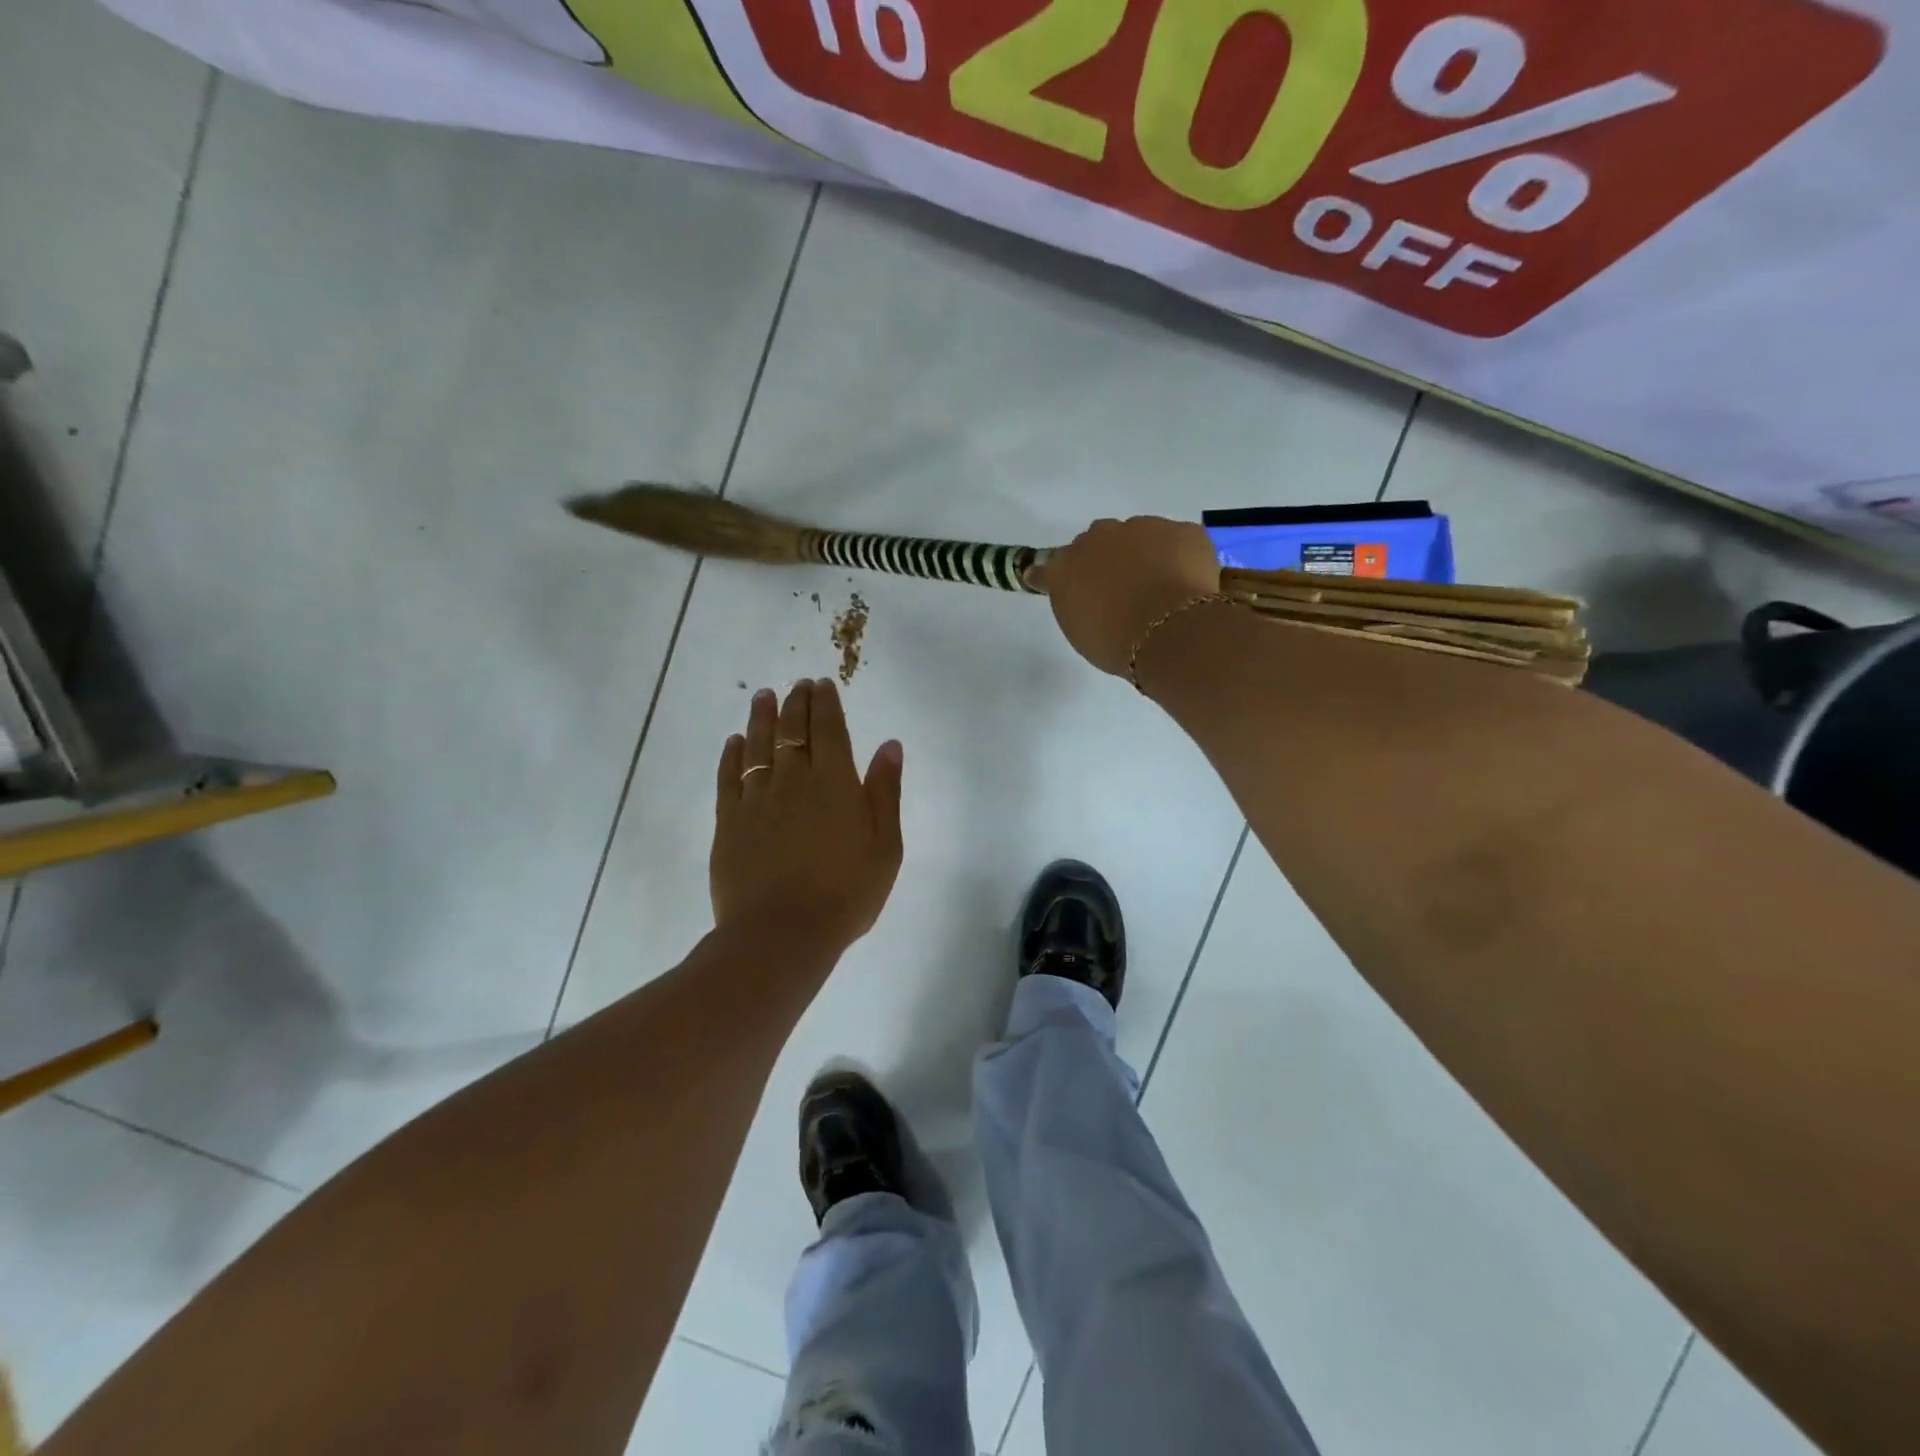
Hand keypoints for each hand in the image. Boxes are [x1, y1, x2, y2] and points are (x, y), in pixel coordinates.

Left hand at [712, 679, 904, 957]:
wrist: (782, 934)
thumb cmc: (846, 893)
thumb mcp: (885, 845)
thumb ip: (885, 791)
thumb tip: (889, 744)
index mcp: (835, 783)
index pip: (828, 730)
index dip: (825, 704)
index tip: (822, 684)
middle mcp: (793, 781)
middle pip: (792, 731)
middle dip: (795, 702)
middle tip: (796, 684)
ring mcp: (757, 800)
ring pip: (757, 746)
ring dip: (762, 717)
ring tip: (763, 696)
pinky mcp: (729, 822)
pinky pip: (729, 777)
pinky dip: (732, 755)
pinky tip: (734, 742)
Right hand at [1038, 517, 1221, 677]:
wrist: (1172, 633)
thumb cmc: (1117, 643)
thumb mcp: (1082, 632)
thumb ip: (1077, 604)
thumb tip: (1086, 595)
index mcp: (1066, 568)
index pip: (1052, 565)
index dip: (1062, 575)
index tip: (1072, 587)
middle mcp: (1099, 538)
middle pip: (1098, 542)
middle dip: (1108, 560)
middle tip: (1123, 590)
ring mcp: (1144, 527)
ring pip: (1140, 535)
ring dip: (1145, 555)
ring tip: (1161, 589)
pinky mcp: (1182, 530)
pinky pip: (1178, 540)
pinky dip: (1181, 557)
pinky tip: (1188, 584)